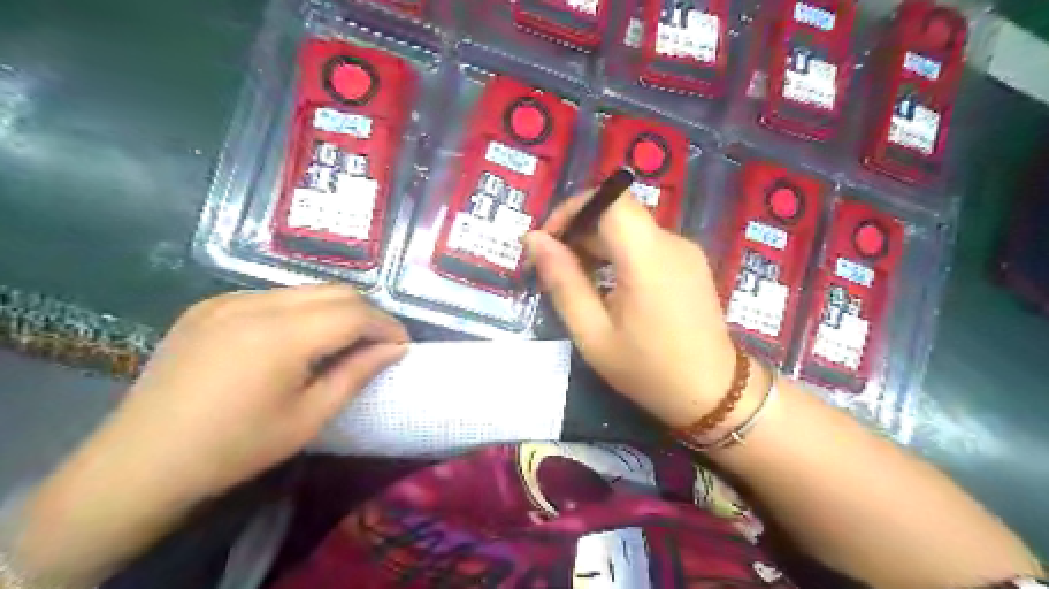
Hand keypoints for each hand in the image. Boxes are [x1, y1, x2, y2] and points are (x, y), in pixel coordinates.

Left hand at [15, 286, 408, 582]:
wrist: (141, 461)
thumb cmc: (235, 448)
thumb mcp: (308, 417)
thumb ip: (356, 374)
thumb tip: (394, 349)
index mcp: (281, 335)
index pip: (355, 312)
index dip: (387, 325)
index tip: (402, 346)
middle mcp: (256, 304)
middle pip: (335, 291)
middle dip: (366, 313)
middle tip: (379, 343)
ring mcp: (228, 300)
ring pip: (306, 289)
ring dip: (335, 310)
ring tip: (343, 341)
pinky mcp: (209, 305)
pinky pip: (273, 296)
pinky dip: (301, 310)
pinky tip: (296, 340)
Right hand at [525, 194, 735, 426]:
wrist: (714, 394)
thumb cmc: (648, 370)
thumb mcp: (593, 333)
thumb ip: (562, 281)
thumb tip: (533, 240)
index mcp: (647, 256)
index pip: (609, 198)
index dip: (573, 209)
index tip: (548, 241)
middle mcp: (671, 241)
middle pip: (617, 213)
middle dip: (579, 231)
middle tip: (553, 270)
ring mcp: (685, 251)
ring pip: (630, 228)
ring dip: (597, 245)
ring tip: (576, 283)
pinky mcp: (690, 263)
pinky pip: (646, 244)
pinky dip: (619, 255)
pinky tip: (607, 287)